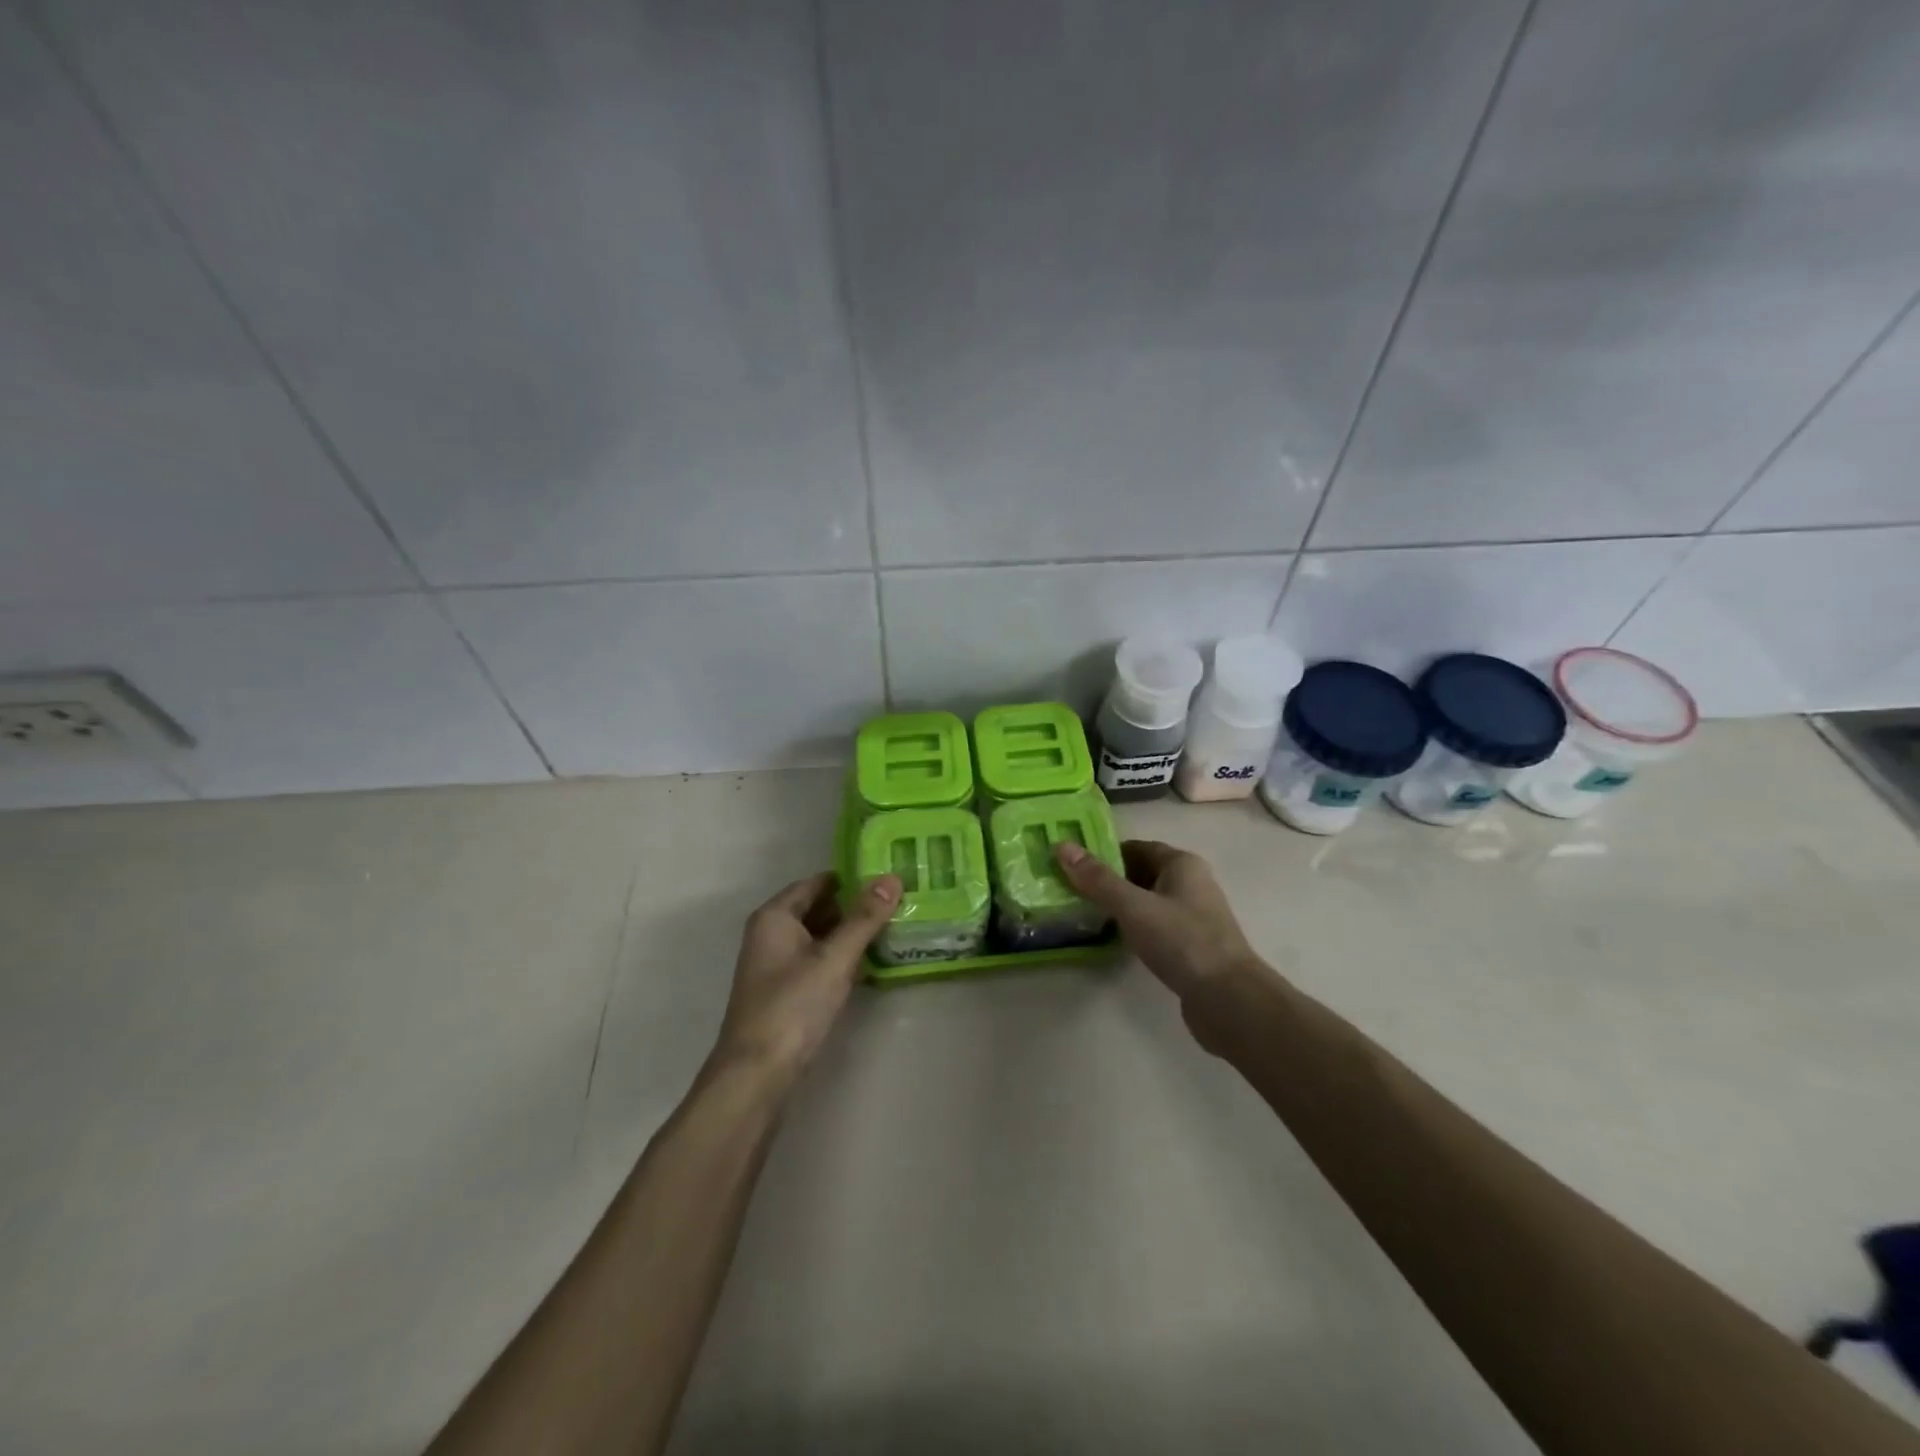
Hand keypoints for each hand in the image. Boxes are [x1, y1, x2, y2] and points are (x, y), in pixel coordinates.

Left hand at [711, 871, 900, 1091]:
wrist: (756, 1074)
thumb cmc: (793, 1006)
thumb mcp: (834, 958)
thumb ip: (864, 918)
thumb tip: (892, 878)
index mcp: (775, 917)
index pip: (818, 882)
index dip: (852, 878)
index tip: (888, 878)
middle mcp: (771, 933)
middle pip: (819, 908)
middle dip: (855, 906)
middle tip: (899, 903)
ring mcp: (776, 964)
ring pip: (820, 936)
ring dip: (850, 934)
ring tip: (893, 929)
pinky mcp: (785, 991)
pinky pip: (817, 961)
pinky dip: (841, 958)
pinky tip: (870, 964)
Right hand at [1054, 839, 1270, 1043]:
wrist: (1229, 999)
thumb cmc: (1181, 941)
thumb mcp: (1133, 906)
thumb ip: (1097, 879)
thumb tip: (1062, 846)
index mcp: (1182, 864)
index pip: (1136, 847)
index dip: (1104, 853)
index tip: (1071, 864)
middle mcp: (1190, 884)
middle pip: (1141, 873)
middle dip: (1108, 880)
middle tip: (1070, 889)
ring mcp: (1193, 916)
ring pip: (1147, 901)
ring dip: (1119, 905)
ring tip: (1083, 913)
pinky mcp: (1191, 945)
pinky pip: (1155, 926)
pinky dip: (1133, 927)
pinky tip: (1113, 939)